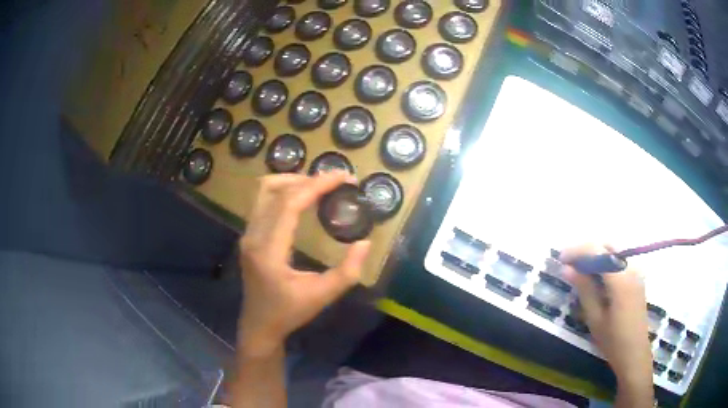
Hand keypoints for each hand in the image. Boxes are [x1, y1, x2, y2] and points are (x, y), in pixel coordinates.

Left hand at [238, 171, 370, 356]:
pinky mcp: (248, 236)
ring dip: (292, 182)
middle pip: (274, 189)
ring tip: (318, 186)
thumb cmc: (290, 313)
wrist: (259, 325)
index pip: (289, 204)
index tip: (343, 177)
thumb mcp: (323, 296)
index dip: (317, 185)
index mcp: (269, 251)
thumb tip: (364, 242)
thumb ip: (347, 272)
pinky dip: (283, 192)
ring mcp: (247, 234)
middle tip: (334, 181)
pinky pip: (263, 202)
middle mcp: (253, 236)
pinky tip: (301, 199)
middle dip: (307, 179)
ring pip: (264, 191)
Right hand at [561, 245, 652, 404]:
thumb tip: (566, 268)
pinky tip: (596, 274)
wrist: (634, 352)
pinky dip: (605, 260)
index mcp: (621, 279)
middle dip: (587, 249)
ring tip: (580, 268)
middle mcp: (632, 267)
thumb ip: (584, 289)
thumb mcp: (595, 317)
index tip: (561, 258)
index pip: (598, 251)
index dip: (578, 250)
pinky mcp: (637, 275)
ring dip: (596, 254)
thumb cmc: (613, 340)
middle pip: (607, 245)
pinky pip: (620, 258)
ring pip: (614, 250)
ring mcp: (637, 270)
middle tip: (570, 263)